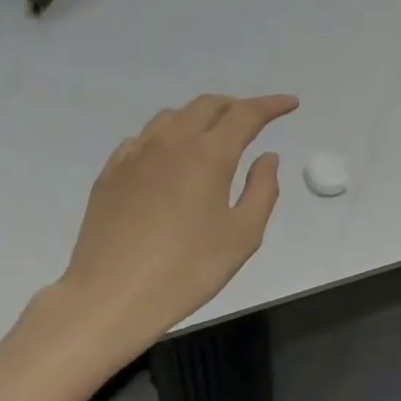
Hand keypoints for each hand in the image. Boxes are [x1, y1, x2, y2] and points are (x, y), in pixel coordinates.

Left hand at [56, 93, 298, 347]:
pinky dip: (167, 136)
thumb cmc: (186, 270)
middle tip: (254, 119)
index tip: (290, 104)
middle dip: (236, 106)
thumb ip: (262, 190)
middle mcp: (170, 142)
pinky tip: (169, 159)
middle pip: (207, 105)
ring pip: (172, 116)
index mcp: (208, 154)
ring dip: (200, 117)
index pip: (245, 114)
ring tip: (213, 136)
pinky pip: (144, 138)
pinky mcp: (111, 172)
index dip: (271, 105)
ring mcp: (135, 154)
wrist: (110, 296)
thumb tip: (266, 157)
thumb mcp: (242, 236)